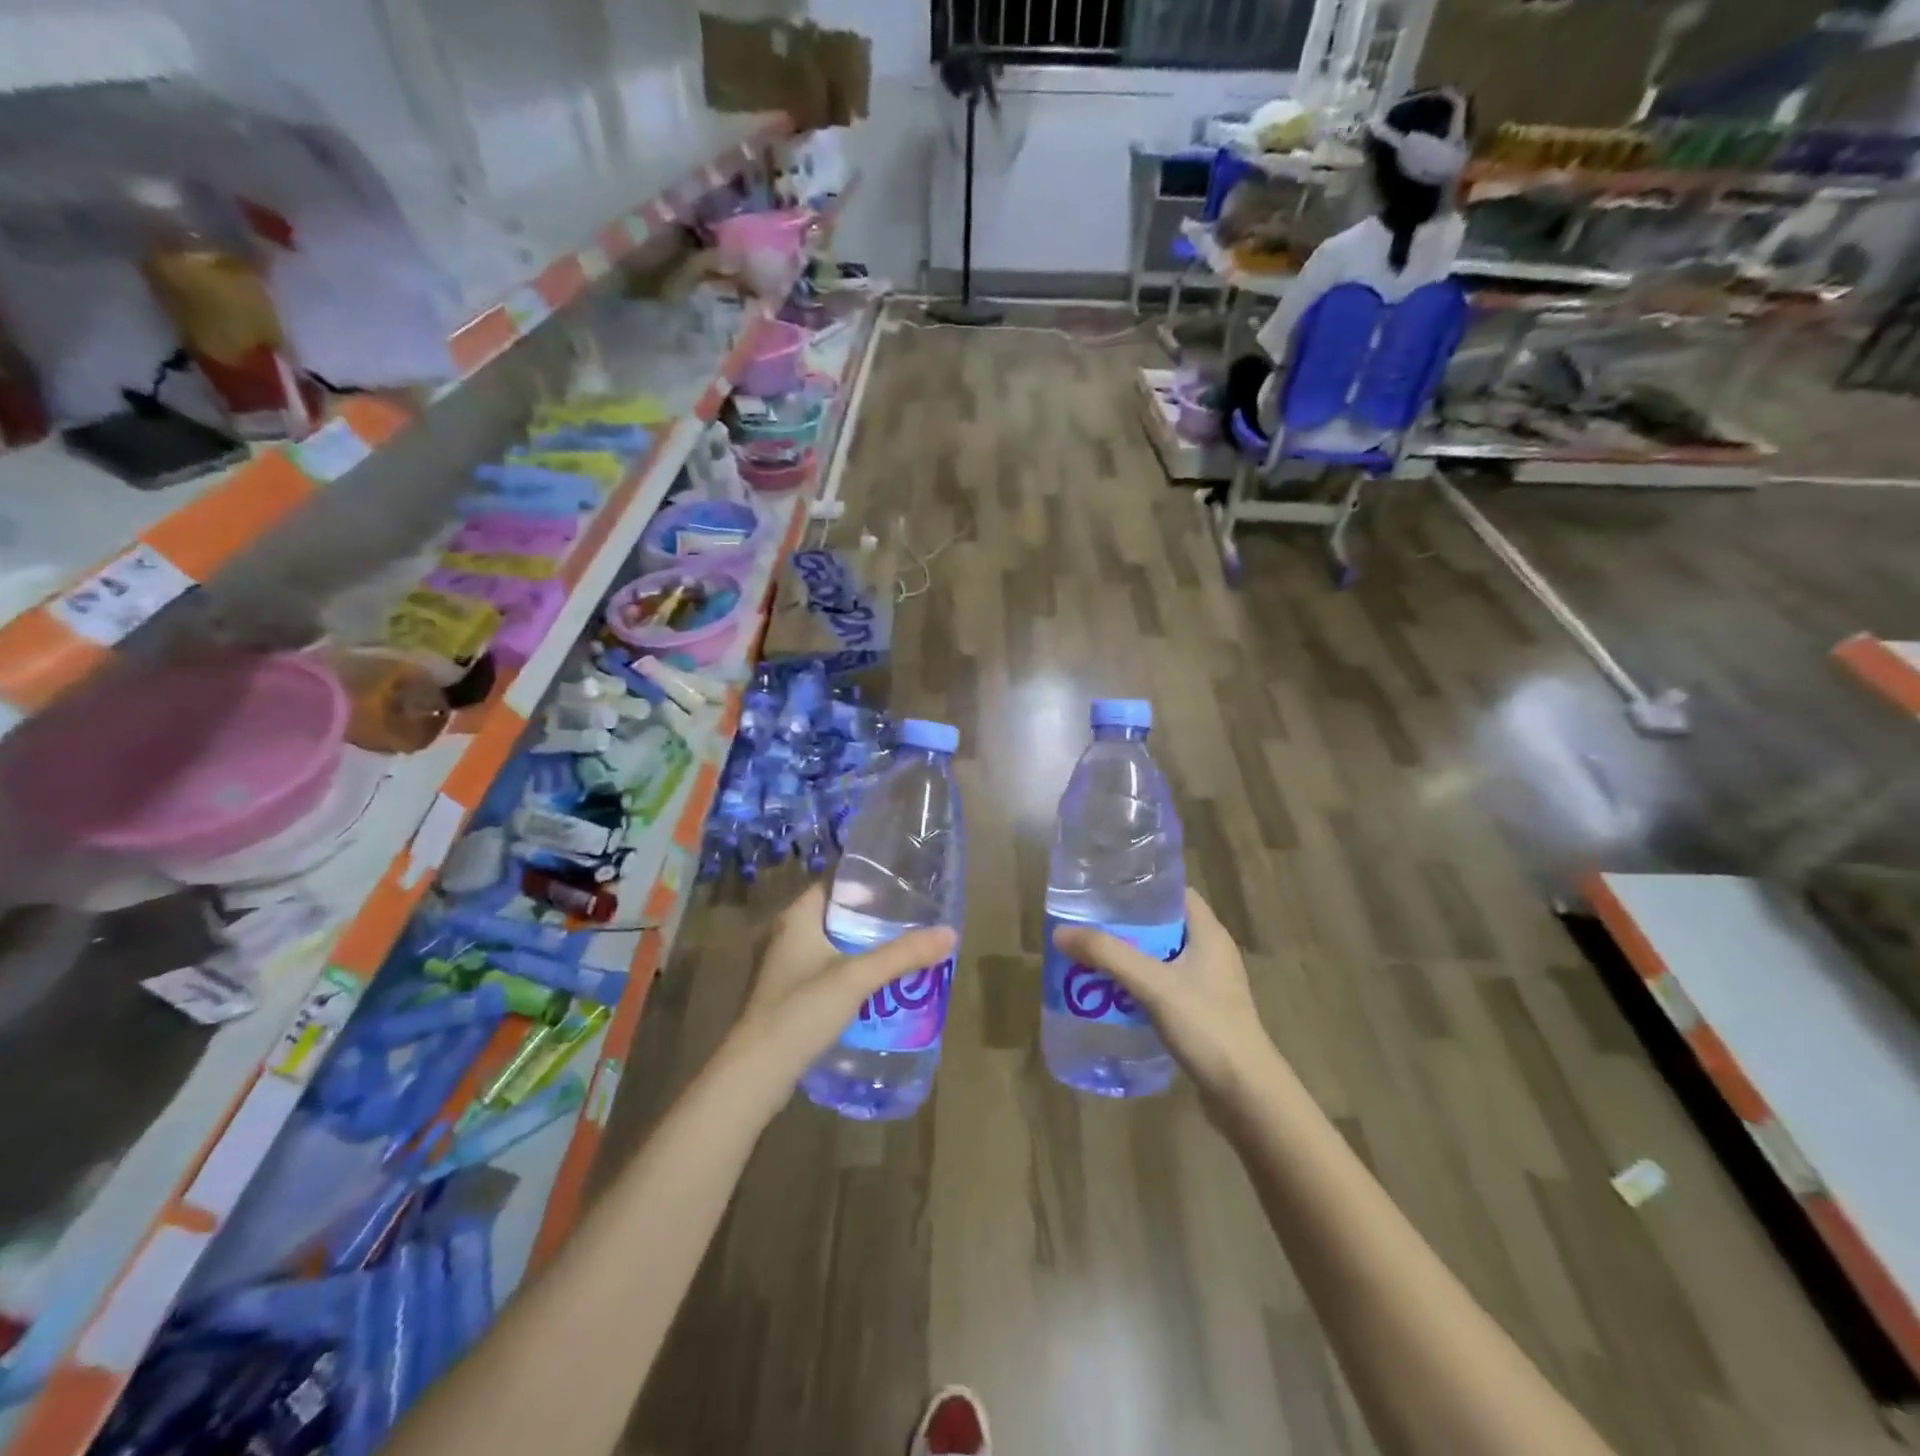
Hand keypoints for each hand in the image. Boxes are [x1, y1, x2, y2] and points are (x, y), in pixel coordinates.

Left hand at [726, 883, 955, 1099]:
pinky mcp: (787, 996)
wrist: (756, 1073)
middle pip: (835, 915)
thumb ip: (902, 954)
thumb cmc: (801, 1011)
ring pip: (831, 946)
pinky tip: (875, 986)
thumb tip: (950, 933)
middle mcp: (786, 935)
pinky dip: (849, 973)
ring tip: (902, 950)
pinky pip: (825, 972)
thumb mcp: (857, 978)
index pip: (834, 883)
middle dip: (871, 919)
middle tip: (911, 920)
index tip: (901, 886)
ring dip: (862, 948)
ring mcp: (783, 968)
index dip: (866, 882)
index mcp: (796, 917)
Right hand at [1053, 889, 1282, 1112]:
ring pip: (1160, 958)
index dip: (1142, 886)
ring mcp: (1207, 985)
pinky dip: (1138, 986)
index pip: (1175, 893)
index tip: (1105, 888)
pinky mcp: (1201, 1013)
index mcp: (1209, 934)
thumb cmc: (1207, 1027)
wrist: (1246, 1095)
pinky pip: (1162, 987)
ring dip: (1129, 958)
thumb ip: (1109, 955)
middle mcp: (1211, 953)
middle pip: (1162, 925)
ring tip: (1090, 957)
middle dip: (1126, 925)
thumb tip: (1060, 932)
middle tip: (1087, 924)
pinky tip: (1111, 995)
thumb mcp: (1154, 985)